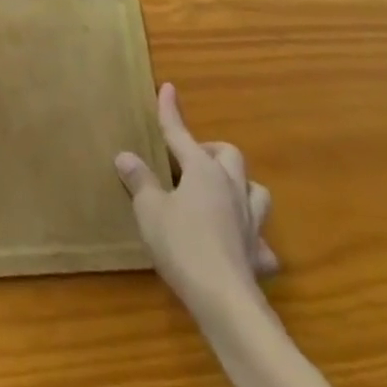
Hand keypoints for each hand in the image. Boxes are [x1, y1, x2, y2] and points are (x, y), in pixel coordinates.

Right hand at [115, 83, 277, 326]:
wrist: (223, 298)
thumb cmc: (180, 243)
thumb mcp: (148, 208)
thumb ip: (139, 180)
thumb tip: (126, 156)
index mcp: (202, 171)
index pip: (181, 133)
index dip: (171, 111)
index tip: (168, 88)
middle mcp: (231, 188)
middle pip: (228, 154)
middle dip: (208, 150)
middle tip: (185, 160)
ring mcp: (250, 221)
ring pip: (255, 190)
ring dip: (237, 185)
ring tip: (216, 193)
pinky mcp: (259, 253)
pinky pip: (260, 238)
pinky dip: (249, 236)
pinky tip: (236, 244)